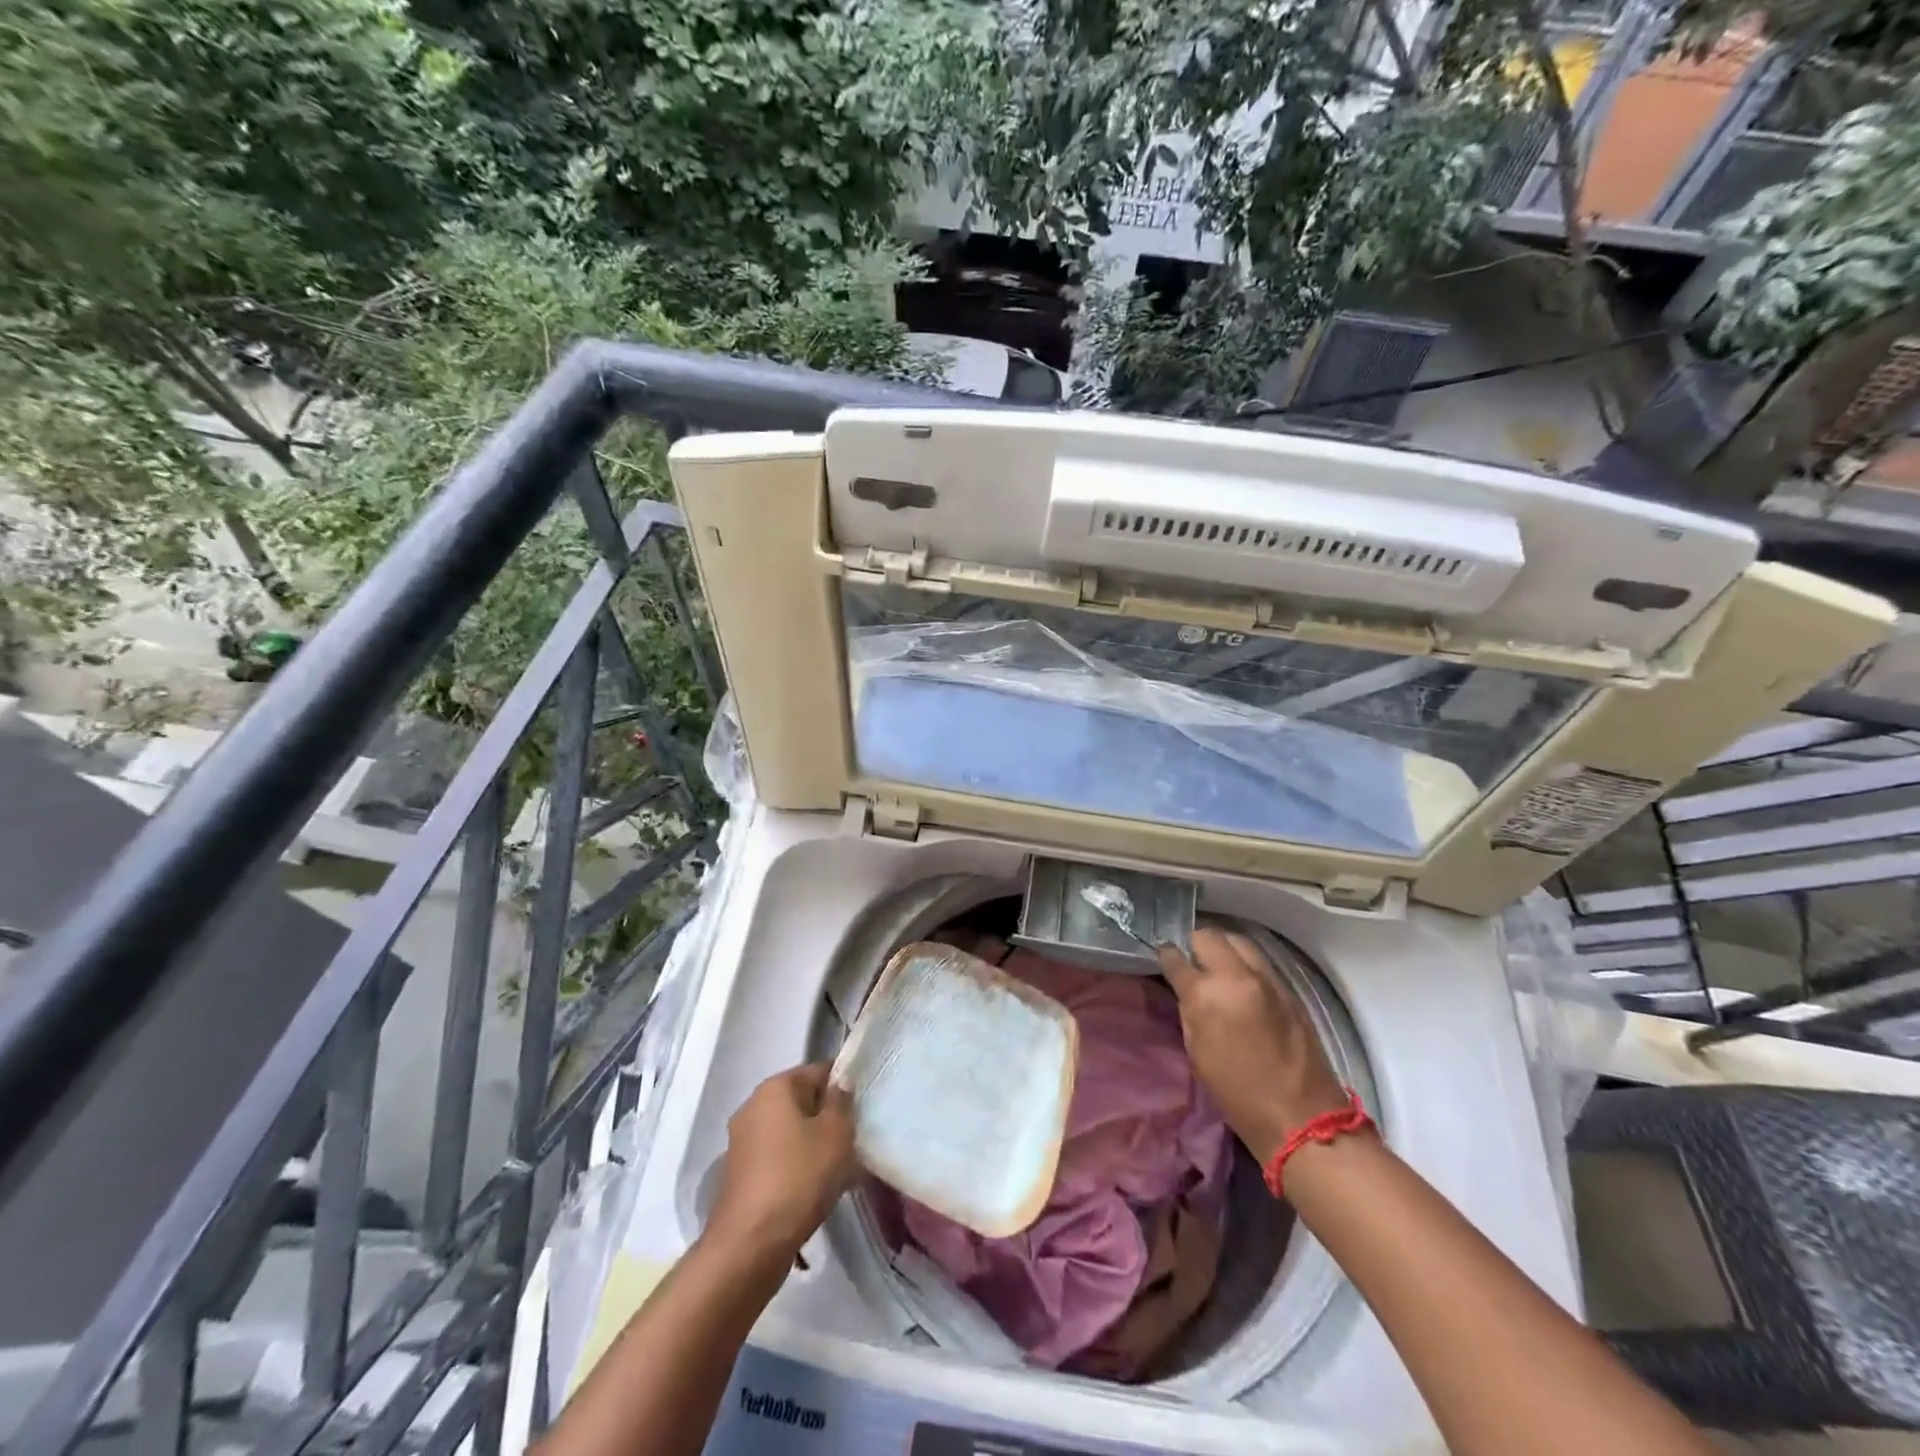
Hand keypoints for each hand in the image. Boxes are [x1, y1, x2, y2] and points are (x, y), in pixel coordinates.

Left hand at [707, 1063, 856, 1265]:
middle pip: (803, 1102)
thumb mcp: (836, 1133)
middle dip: (829, 1118)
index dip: (844, 1085)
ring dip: (815, 1145)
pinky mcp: (741, 1175)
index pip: (818, 1071)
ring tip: (841, 1170)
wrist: (749, 1246)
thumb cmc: (798, 1177)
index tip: (863, 1109)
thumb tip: (840, 1085)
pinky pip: (779, 1158)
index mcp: (774, 1088)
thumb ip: (842, 1101)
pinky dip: (798, 1167)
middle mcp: (753, 1107)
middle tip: (854, 1141)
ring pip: (792, 1133)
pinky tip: (817, 1189)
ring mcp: (743, 1142)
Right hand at [1158, 927, 1350, 1164]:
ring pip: (1238, 940)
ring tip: (1215, 963)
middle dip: (1194, 943)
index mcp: (1206, 994)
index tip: (1163, 957)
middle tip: (1189, 959)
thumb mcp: (1196, 1050)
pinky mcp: (1288, 988)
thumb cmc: (1236, 1092)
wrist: (1300, 1116)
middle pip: (1208, 936)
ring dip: (1222, 946)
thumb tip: (1185, 987)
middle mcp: (1236, 976)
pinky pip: (1259, 959)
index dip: (1166, 955)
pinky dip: (1244, 960)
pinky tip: (1239, 978)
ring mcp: (1267, 979)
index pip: (1176, 957)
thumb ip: (1189, 1009)